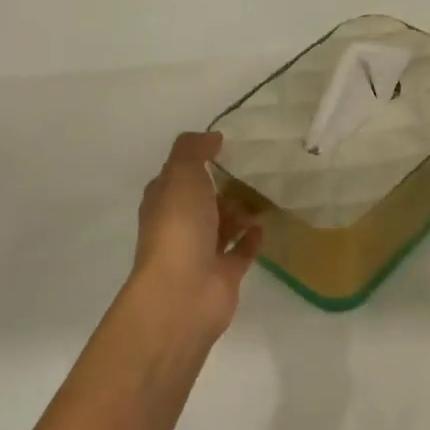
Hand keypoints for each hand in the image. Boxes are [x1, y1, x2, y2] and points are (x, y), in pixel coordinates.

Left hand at [130, 132, 263, 336]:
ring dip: (239, 213)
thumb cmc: (179, 228)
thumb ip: (193, 150)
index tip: (224, 148)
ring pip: (222, 227)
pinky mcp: (224, 275)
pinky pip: (240, 252)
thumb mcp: (181, 175)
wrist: (183, 292)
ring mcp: (201, 253)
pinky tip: (265, 225)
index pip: (177, 177)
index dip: (196, 162)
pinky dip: (251, 239)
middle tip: (252, 172)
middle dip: (221, 188)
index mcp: (163, 202)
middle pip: (201, 202)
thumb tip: (212, 137)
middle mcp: (179, 227)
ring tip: (265, 196)